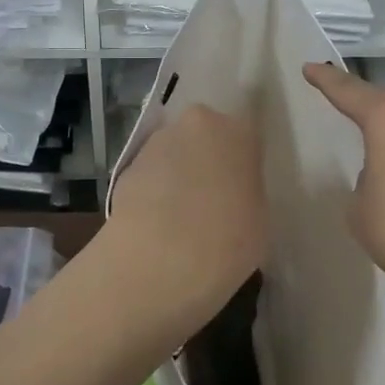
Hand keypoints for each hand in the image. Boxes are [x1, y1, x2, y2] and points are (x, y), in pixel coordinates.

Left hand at [105, 103, 265, 336]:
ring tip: (179, 218)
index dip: (242, 162)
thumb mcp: (259, 218)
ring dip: (177, 174)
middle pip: (204, 136)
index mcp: (237, 131)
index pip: (245, 136)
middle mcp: (195, 124)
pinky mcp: (126, 167)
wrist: (160, 260)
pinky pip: (149, 175)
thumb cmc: (228, 241)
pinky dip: (153, 192)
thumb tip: (233, 193)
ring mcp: (156, 142)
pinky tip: (155, 225)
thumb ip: (246, 191)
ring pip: (173, 152)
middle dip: (206, 160)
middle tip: (212, 199)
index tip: (241, 187)